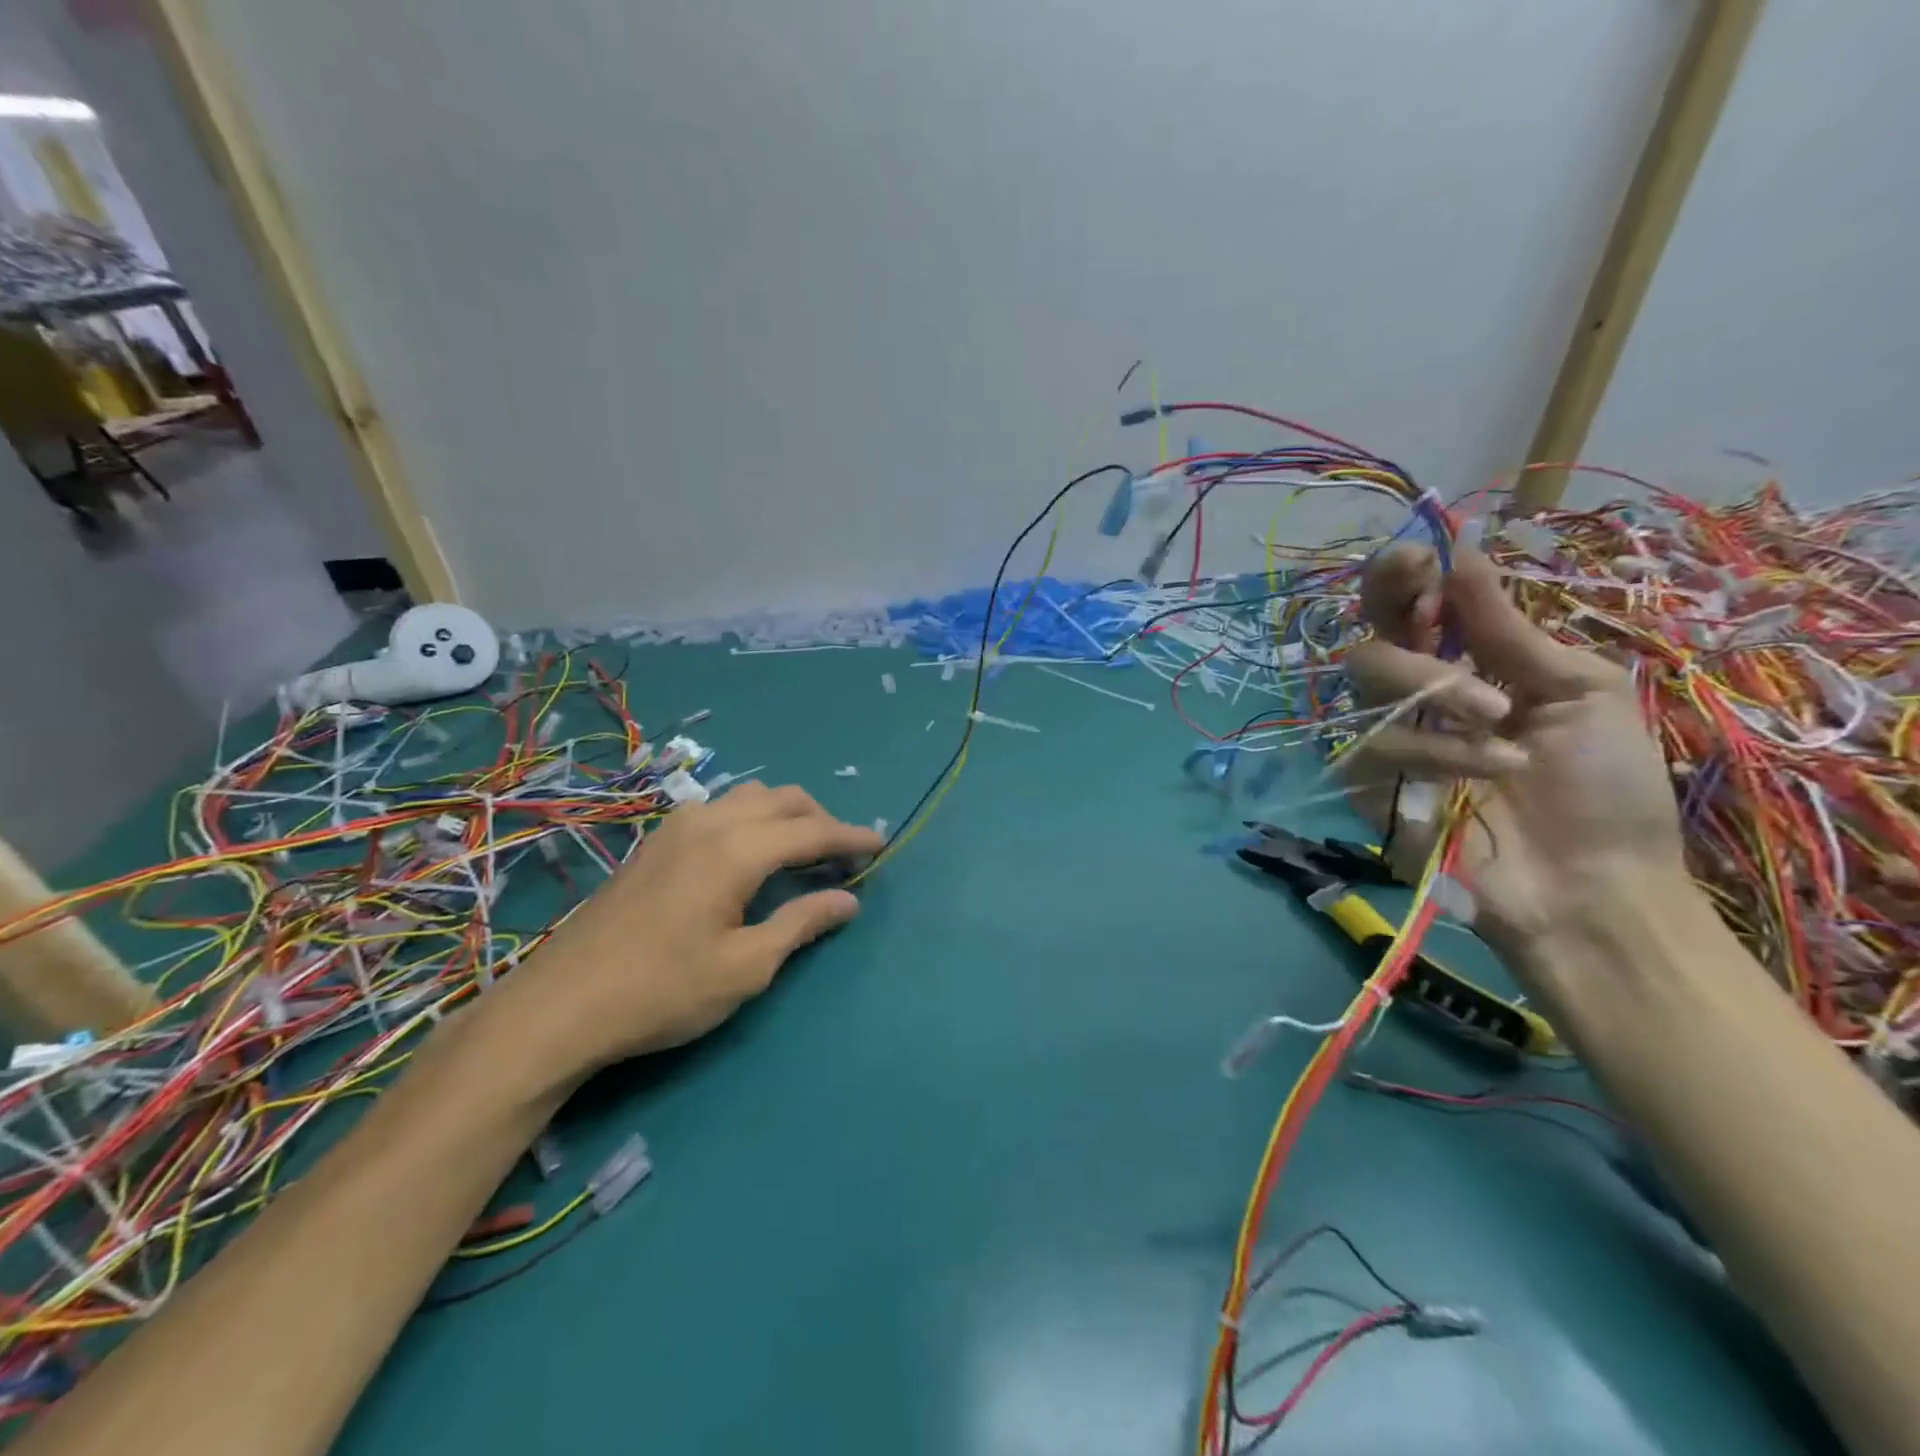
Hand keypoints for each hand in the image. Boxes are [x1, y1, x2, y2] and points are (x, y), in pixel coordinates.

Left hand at [507, 783, 884, 1071]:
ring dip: (785, 814)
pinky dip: (752, 818)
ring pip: (749, 797)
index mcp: (736, 850)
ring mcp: (676, 827)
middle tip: (844, 853)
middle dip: (821, 819)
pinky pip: (720, 809)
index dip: (850, 838)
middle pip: (782, 800)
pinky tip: (749, 852)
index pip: (811, 832)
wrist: (561, 1005)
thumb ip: (801, 924)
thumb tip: (848, 900)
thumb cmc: (662, 991)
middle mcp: (710, 823)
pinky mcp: (655, 842)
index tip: (881, 845)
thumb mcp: (746, 967)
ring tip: (802, 849)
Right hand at [1341, 545, 1684, 957]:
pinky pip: (1373, 742)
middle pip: (1372, 633)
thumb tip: (1462, 550)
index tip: (1417, 559)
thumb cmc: (1605, 786)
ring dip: (1436, 690)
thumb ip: (1508, 627)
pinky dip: (1437, 750)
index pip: (1410, 605)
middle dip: (1401, 618)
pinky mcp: (1367, 782)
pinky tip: (1488, 772)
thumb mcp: (1577, 689)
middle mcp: (1418, 694)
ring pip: (1365, 679)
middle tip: (1439, 628)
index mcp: (1469, 662)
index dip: (1401, 575)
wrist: (1593, 886)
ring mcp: (1387, 737)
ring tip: (1500, 724)